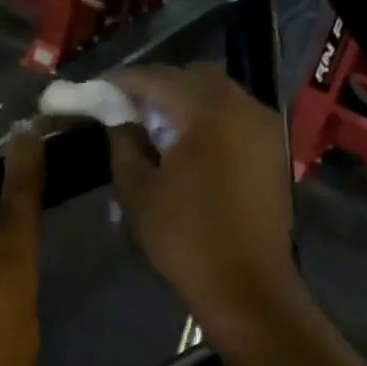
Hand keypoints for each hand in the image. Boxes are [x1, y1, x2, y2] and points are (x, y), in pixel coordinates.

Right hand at [105, 65, 298, 336]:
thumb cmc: (185, 239)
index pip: (157, 78)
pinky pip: (234, 122)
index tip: (93, 93)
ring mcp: (265, 130)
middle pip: (192, 80)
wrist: (246, 286)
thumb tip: (120, 120)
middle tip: (124, 114)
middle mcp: (244, 107)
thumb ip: (124, 145)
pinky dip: (207, 125)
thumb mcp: (138, 192)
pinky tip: (184, 151)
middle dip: (155, 91)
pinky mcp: (273, 153)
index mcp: (208, 111)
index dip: (120, 83)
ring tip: (152, 134)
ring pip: (217, 99)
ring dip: (183, 107)